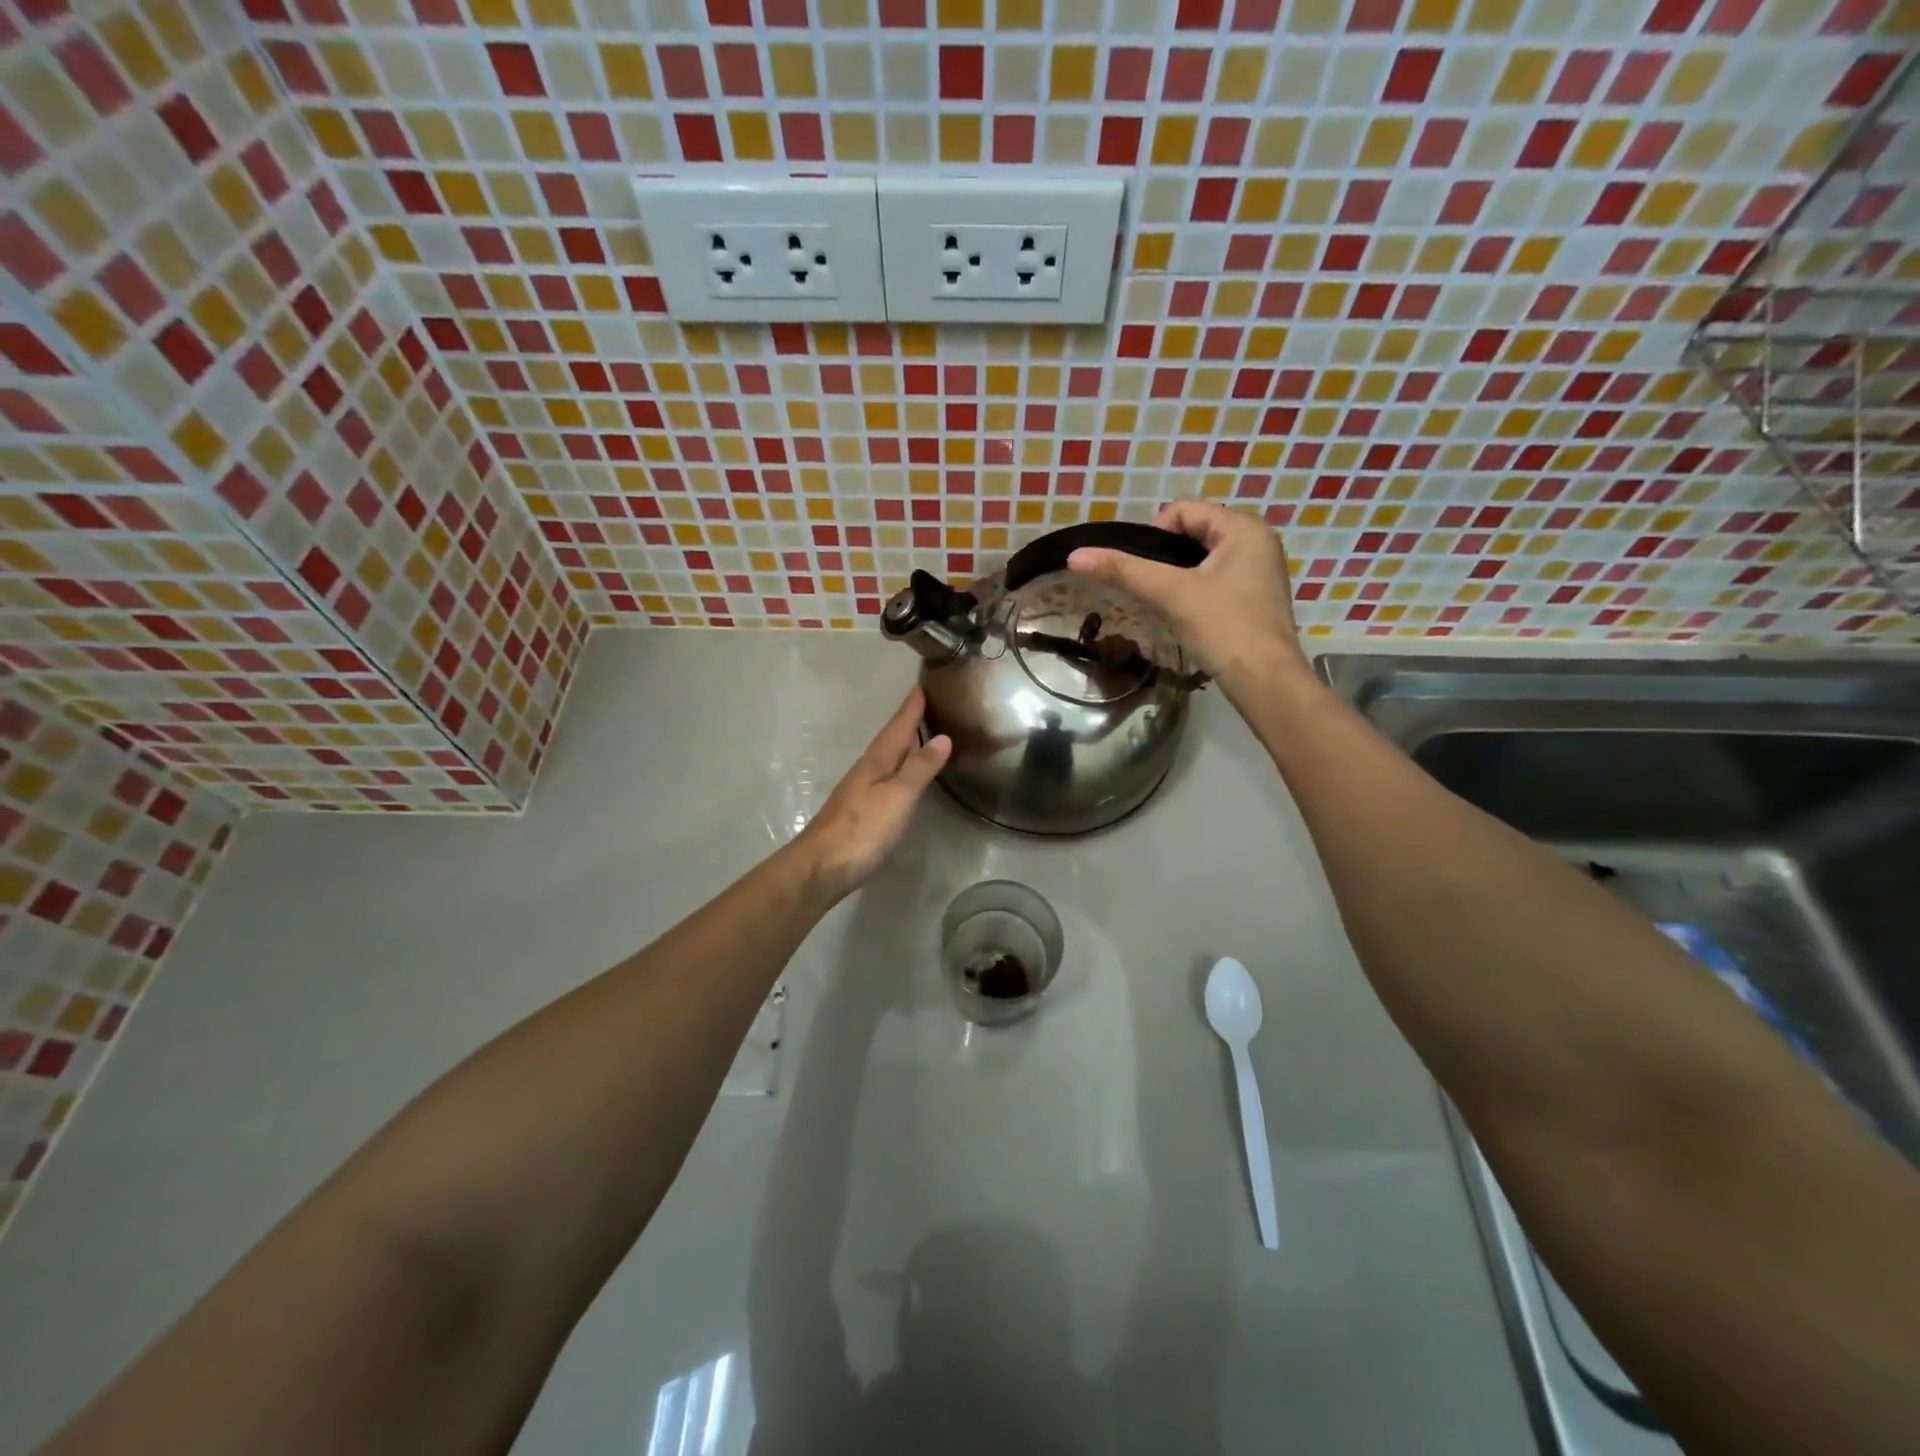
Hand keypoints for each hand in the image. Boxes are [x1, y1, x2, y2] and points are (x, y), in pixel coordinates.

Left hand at [795, 687, 950, 900]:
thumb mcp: (898, 796)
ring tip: (917, 736)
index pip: (897, 728)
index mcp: (876, 762)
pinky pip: (882, 778)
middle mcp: (866, 771)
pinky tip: (899, 778)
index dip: (910, 709)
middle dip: (905, 723)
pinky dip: (895, 769)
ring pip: (884, 759)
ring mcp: (858, 792)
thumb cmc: (863, 829)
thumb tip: (942, 738)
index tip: (921, 686)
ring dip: (900, 746)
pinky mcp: (857, 812)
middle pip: (889, 740)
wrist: (821, 867)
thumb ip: (919, 768)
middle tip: (922, 706)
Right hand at [1068, 501, 1306, 690]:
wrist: (1265, 681)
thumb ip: (1123, 570)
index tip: (1147, 573)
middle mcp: (1257, 541)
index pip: (1182, 511)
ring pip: (1201, 560)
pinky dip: (1194, 592)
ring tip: (1167, 604)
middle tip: (1155, 591)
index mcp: (1243, 528)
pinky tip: (1187, 616)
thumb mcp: (1170, 593)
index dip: (1153, 536)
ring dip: (1178, 577)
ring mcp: (1259, 571)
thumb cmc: (1223, 627)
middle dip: (1165, 559)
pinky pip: (1214, 580)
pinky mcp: (1255, 599)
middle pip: (1192, 534)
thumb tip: (1074, 555)